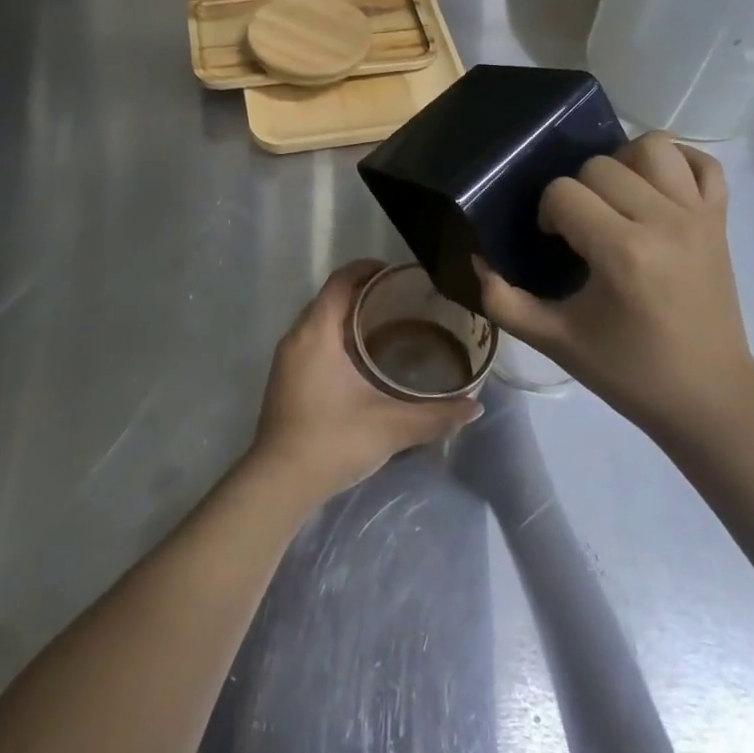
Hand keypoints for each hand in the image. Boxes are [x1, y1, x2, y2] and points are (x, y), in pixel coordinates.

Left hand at [250, 259, 481, 503]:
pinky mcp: (284, 378)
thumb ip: (435, 415)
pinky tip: (361, 358)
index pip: (341, 281)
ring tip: (387, 323)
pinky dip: (336, 335)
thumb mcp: (390, 426)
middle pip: (330, 297)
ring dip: (348, 315)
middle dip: (362, 291)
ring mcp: (287, 358)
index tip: (397, 272)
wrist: (279, 483)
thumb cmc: (333, 440)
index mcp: (317, 332)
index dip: (367, 269)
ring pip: (319, 320)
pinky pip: (312, 339)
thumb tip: (474, 405)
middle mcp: (297, 336)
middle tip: (401, 299)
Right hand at [475, 133, 753, 452]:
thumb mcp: (554, 341)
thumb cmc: (628, 371)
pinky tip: (656, 188)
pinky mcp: (721, 220)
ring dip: (624, 164)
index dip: (548, 214)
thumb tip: (477, 259)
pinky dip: (679, 163)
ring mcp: (698, 216)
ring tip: (616, 199)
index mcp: (622, 252)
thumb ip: (503, 300)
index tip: (555, 245)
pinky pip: (704, 163)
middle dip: (578, 192)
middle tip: (581, 230)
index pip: (564, 193)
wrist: (706, 397)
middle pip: (601, 165)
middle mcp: (663, 221)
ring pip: (653, 148)